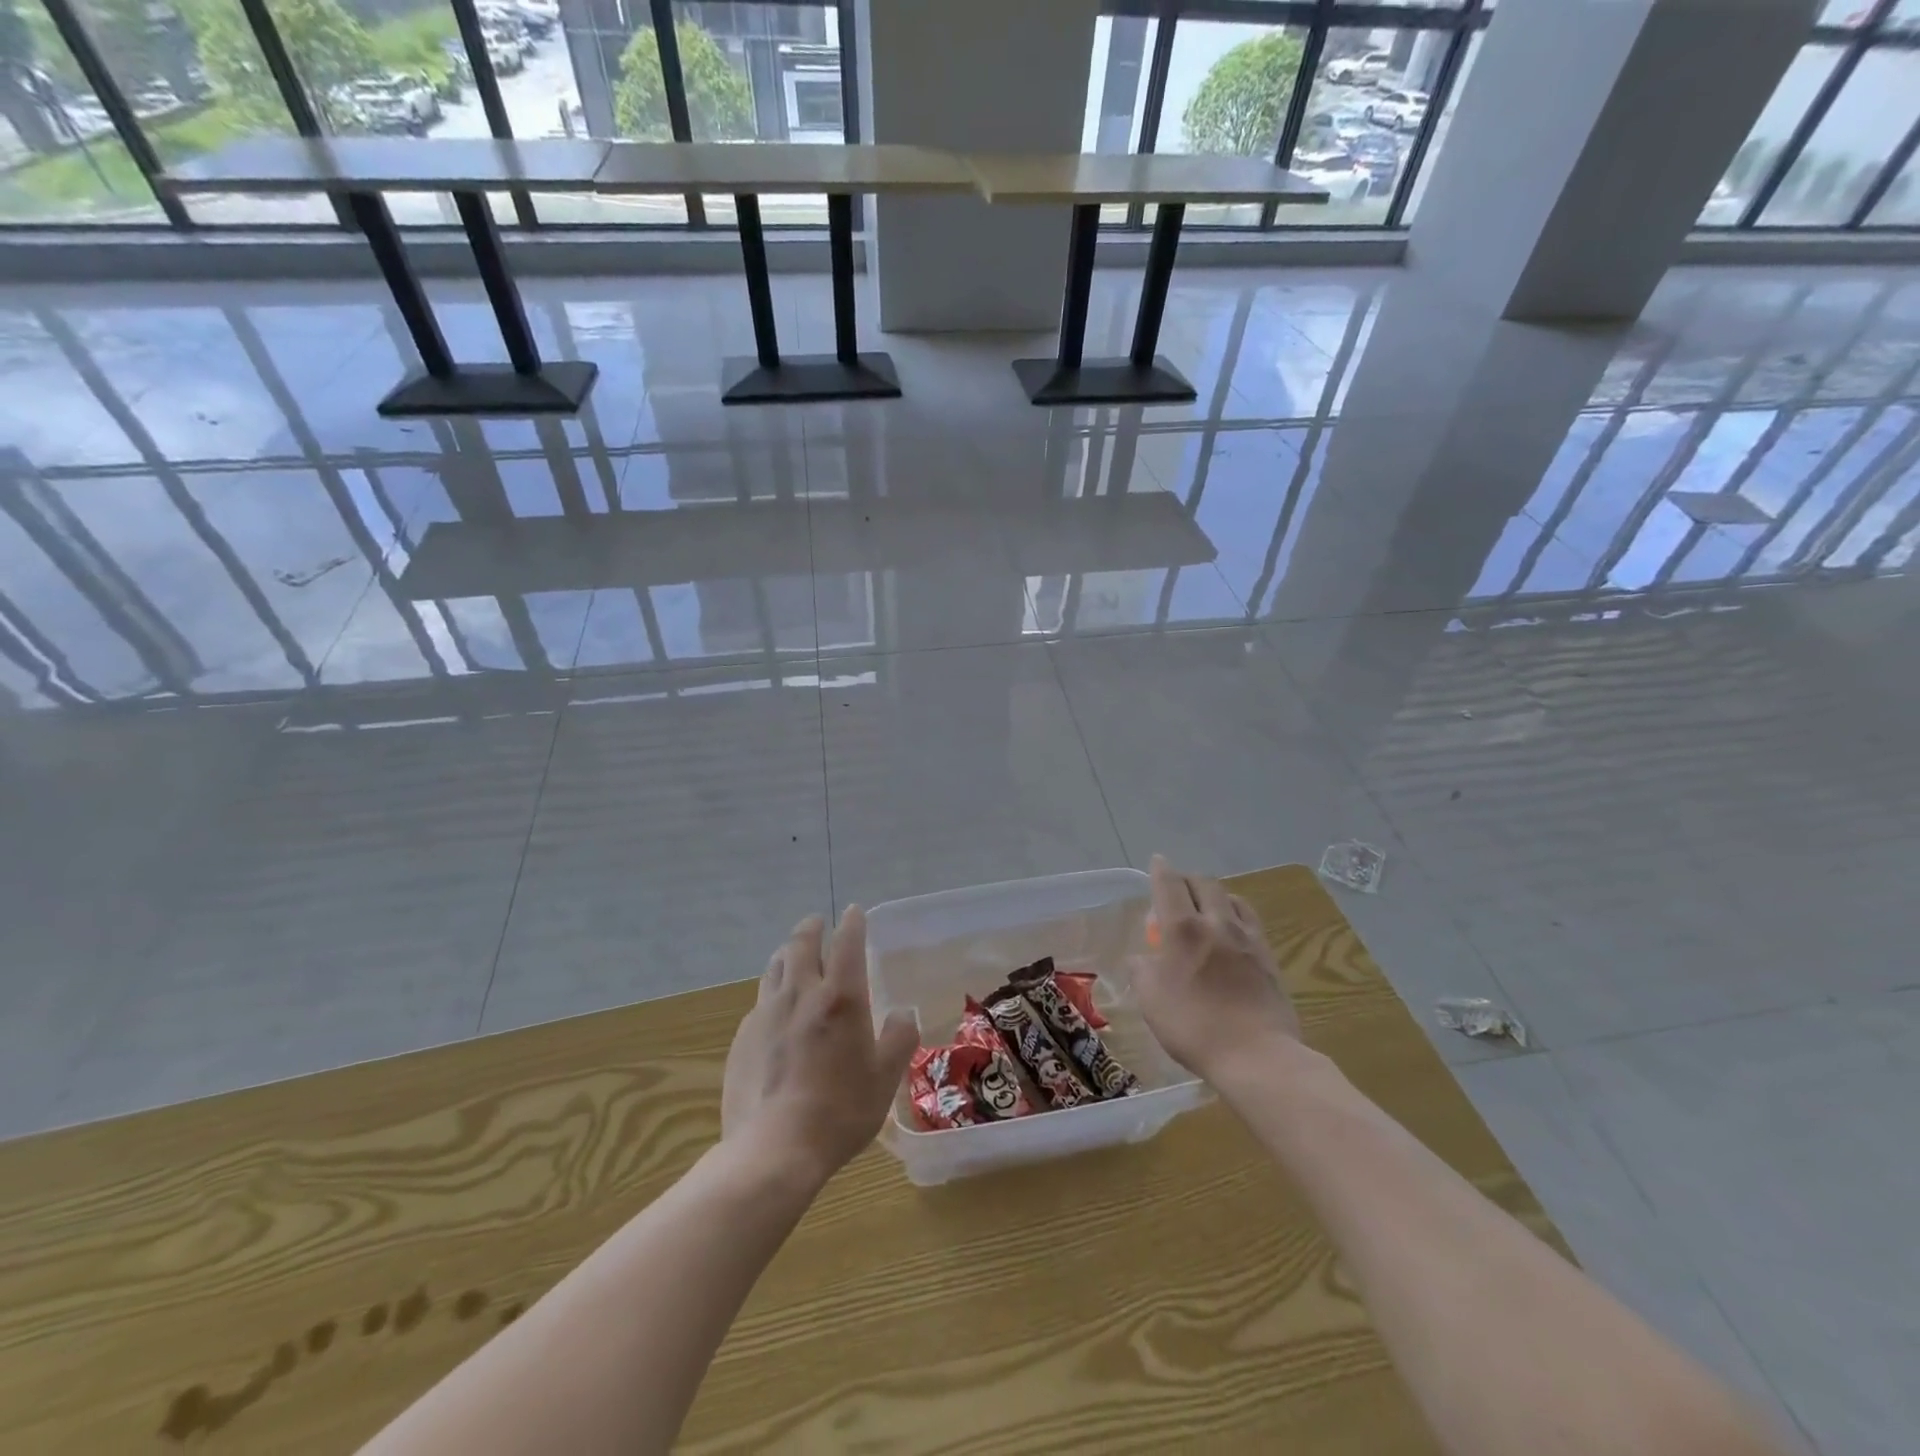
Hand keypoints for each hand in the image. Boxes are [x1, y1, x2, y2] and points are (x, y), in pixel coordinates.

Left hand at [722, 908, 918, 1185]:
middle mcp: (800, 994)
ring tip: (793, 956)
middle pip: (801, 943)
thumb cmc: (840, 1111)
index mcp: (840, 997)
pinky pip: (760, 1001)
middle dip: (812, 928)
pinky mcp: (742, 1037)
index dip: (852, 923)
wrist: (774, 1149)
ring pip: (775, 967)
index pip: (847, 943)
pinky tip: (776, 1011)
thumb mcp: (885, 1078)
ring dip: (787, 954)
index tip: (854, 912)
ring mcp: (766, 1013)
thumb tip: (903, 1013)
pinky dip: (772, 993)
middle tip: (818, 923)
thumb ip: (899, 1038)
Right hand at [1137, 855, 1301, 1080]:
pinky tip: (1232, 929)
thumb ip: (1143, 971)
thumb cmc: (1193, 1027)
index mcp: (1183, 929)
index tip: (1157, 861)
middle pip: (1203, 884)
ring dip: (1215, 894)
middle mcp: (1216, 923)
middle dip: (1187, 879)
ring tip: (1207, 906)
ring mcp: (1247, 938)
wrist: (1257, 1055)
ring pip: (1231, 898)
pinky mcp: (1268, 956)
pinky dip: (1236, 913)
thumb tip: (1144, 958)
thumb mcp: (1151, 1001)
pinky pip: (1250, 920)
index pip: (1170, 885)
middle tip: (1177, 888)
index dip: (1161, 870)